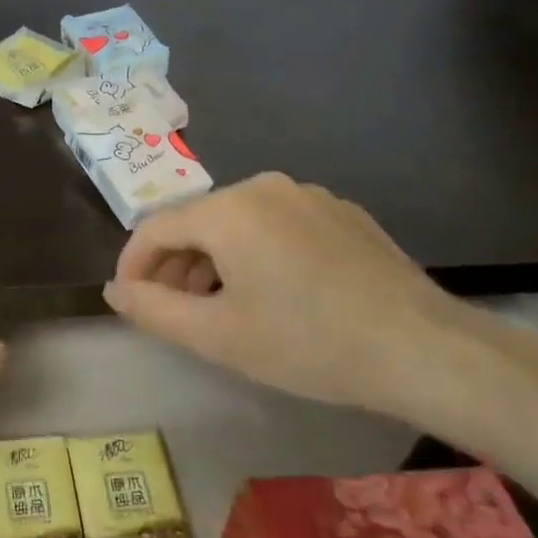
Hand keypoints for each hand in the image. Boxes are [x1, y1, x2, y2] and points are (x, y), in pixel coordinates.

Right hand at [103, 172, 471, 415]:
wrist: (423, 350)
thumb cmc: (307, 343)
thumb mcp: (216, 335)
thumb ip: (152, 309)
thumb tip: (114, 291)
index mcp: (229, 208)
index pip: (154, 229)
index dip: (132, 267)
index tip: (129, 304)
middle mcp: (265, 186)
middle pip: (196, 222)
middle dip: (173, 267)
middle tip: (171, 314)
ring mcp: (309, 196)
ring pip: (236, 224)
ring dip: (212, 263)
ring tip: (217, 309)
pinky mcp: (342, 213)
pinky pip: (276, 226)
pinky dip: (254, 255)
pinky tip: (271, 296)